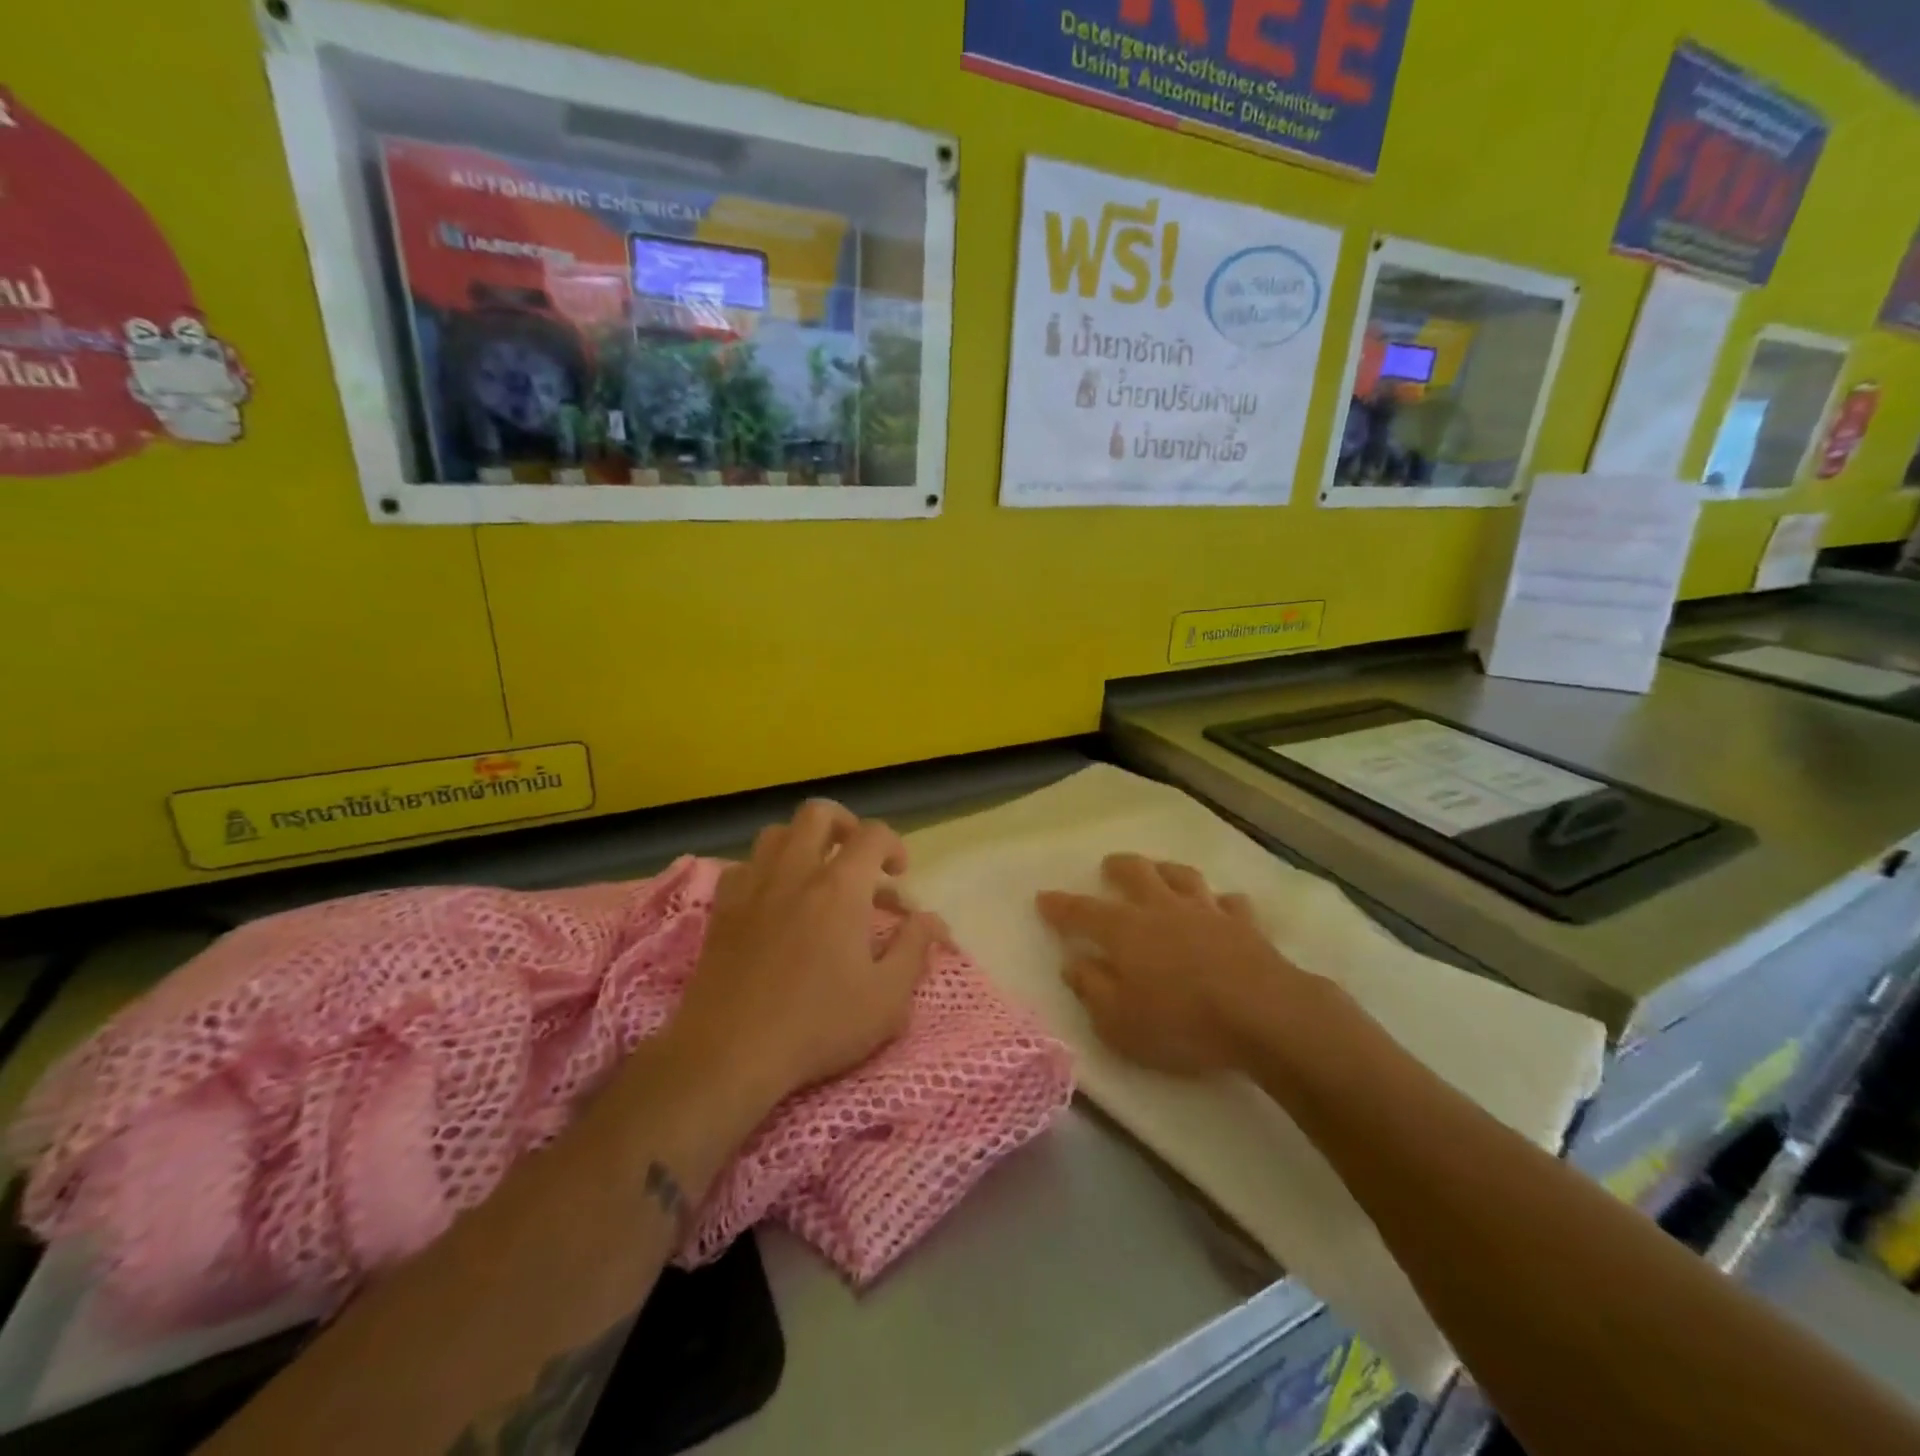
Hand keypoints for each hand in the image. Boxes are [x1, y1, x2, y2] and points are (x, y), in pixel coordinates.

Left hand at [672, 800, 946, 1105]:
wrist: (729, 1053)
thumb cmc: (817, 1026)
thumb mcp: (887, 999)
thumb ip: (914, 949)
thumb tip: (931, 919)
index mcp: (840, 887)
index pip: (873, 834)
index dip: (894, 845)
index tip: (899, 875)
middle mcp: (795, 872)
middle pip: (818, 814)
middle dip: (846, 825)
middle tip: (858, 858)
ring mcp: (753, 886)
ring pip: (777, 833)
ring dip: (803, 842)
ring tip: (817, 874)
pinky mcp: (723, 909)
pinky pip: (745, 865)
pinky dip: (766, 869)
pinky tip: (775, 900)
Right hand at [1037, 855, 1316, 1076]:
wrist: (1264, 1015)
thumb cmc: (1181, 1023)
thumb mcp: (1118, 1022)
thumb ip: (1091, 989)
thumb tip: (1073, 963)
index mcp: (1124, 931)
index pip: (1081, 912)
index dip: (1060, 905)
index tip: (1043, 897)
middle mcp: (1162, 910)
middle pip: (1135, 874)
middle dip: (1117, 867)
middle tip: (1108, 867)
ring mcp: (1206, 912)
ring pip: (1182, 877)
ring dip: (1166, 871)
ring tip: (1159, 872)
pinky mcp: (1245, 925)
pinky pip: (1230, 903)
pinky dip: (1220, 903)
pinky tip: (1221, 907)